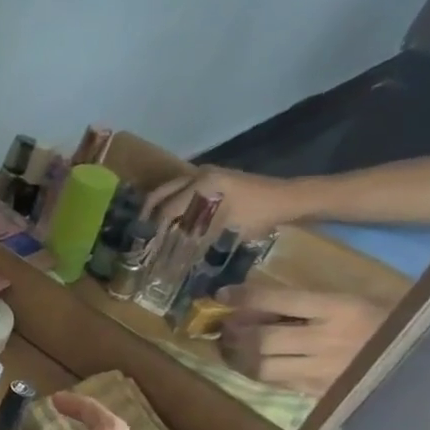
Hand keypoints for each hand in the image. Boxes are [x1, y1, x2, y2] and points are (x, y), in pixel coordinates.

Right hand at [144, 165, 301, 237]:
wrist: (289, 199)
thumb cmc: (258, 215)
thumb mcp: (226, 229)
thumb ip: (196, 238)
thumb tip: (172, 255)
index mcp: (201, 185)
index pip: (168, 209)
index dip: (155, 229)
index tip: (146, 244)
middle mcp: (200, 175)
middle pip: (162, 193)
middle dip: (148, 213)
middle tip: (139, 232)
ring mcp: (207, 174)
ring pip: (171, 189)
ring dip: (160, 207)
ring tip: (152, 226)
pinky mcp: (215, 178)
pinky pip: (184, 189)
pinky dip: (174, 203)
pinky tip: (173, 218)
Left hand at [217, 285, 387, 395]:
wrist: (424, 358)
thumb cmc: (384, 320)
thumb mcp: (350, 300)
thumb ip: (306, 302)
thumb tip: (251, 302)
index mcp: (341, 309)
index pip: (280, 301)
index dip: (245, 297)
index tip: (223, 295)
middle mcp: (329, 341)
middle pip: (263, 338)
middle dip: (235, 331)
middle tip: (224, 326)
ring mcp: (324, 371)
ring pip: (263, 366)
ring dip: (238, 356)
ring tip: (231, 346)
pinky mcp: (320, 392)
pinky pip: (275, 383)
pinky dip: (254, 372)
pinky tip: (248, 363)